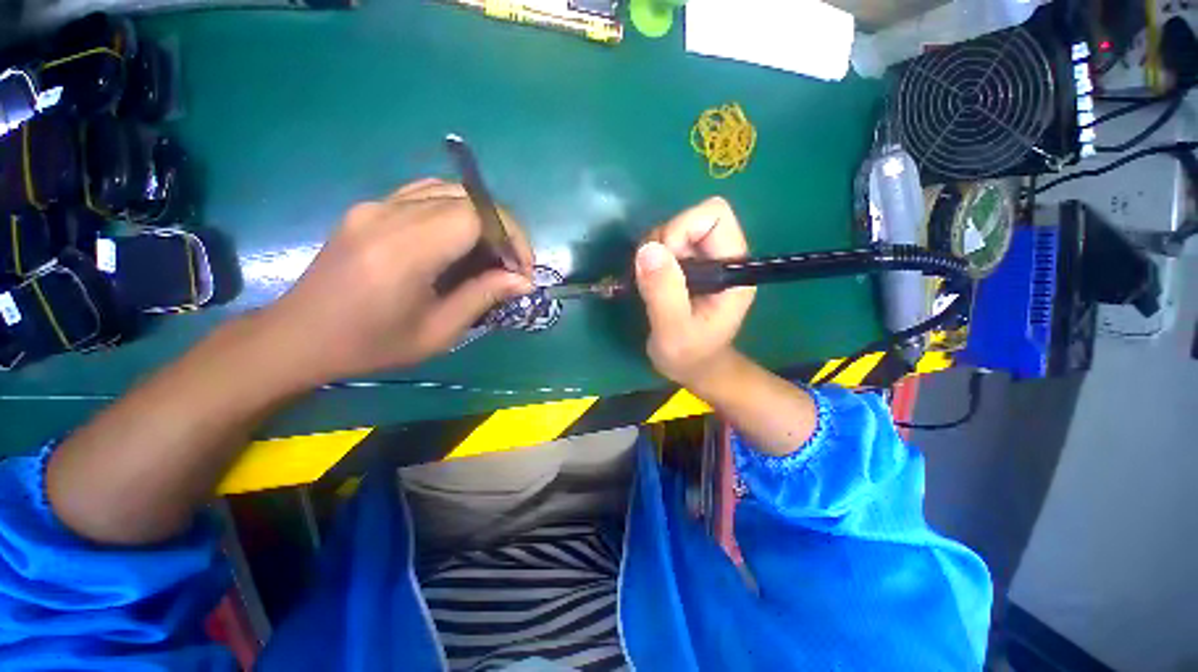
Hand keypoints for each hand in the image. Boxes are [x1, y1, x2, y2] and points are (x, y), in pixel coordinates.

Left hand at [261, 178, 533, 383]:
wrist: (300, 337)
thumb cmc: (371, 345)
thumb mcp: (437, 332)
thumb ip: (482, 297)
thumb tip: (523, 280)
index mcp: (405, 250)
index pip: (475, 215)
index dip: (510, 235)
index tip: (522, 269)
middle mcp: (388, 215)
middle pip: (466, 198)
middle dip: (502, 229)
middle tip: (510, 265)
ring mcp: (375, 206)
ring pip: (448, 191)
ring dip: (480, 219)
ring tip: (489, 253)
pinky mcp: (369, 207)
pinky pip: (425, 194)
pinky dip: (454, 211)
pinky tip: (458, 241)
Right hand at [635, 197, 755, 388]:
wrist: (694, 368)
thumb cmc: (690, 356)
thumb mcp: (674, 331)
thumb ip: (664, 293)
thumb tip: (648, 249)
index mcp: (733, 270)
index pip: (715, 216)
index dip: (682, 229)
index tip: (663, 261)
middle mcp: (722, 258)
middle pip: (691, 218)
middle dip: (663, 241)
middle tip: (651, 276)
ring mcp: (704, 260)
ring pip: (673, 229)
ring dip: (653, 250)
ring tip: (649, 283)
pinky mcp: (688, 266)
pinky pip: (663, 244)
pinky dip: (649, 257)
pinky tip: (648, 281)